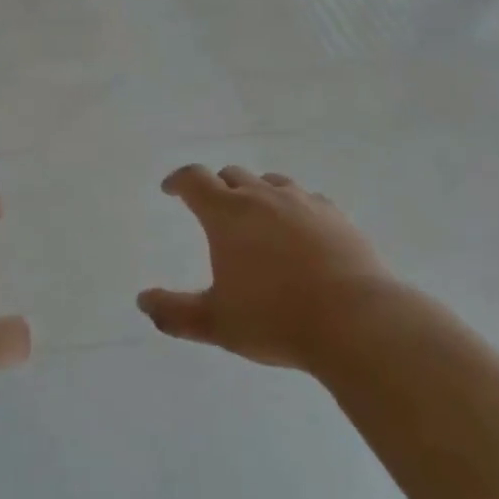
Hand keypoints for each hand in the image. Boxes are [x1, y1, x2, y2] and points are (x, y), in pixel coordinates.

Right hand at [139, 165, 388, 369]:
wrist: (355, 320)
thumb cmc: (275, 318)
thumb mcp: (216, 322)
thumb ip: (175, 312)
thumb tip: (143, 301)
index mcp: (227, 214)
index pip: (194, 180)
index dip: (178, 181)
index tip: (170, 189)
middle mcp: (262, 197)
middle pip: (232, 176)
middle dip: (217, 187)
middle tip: (213, 209)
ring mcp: (302, 202)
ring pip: (270, 183)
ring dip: (256, 194)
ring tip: (256, 218)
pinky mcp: (334, 215)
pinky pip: (305, 199)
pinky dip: (292, 207)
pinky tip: (299, 230)